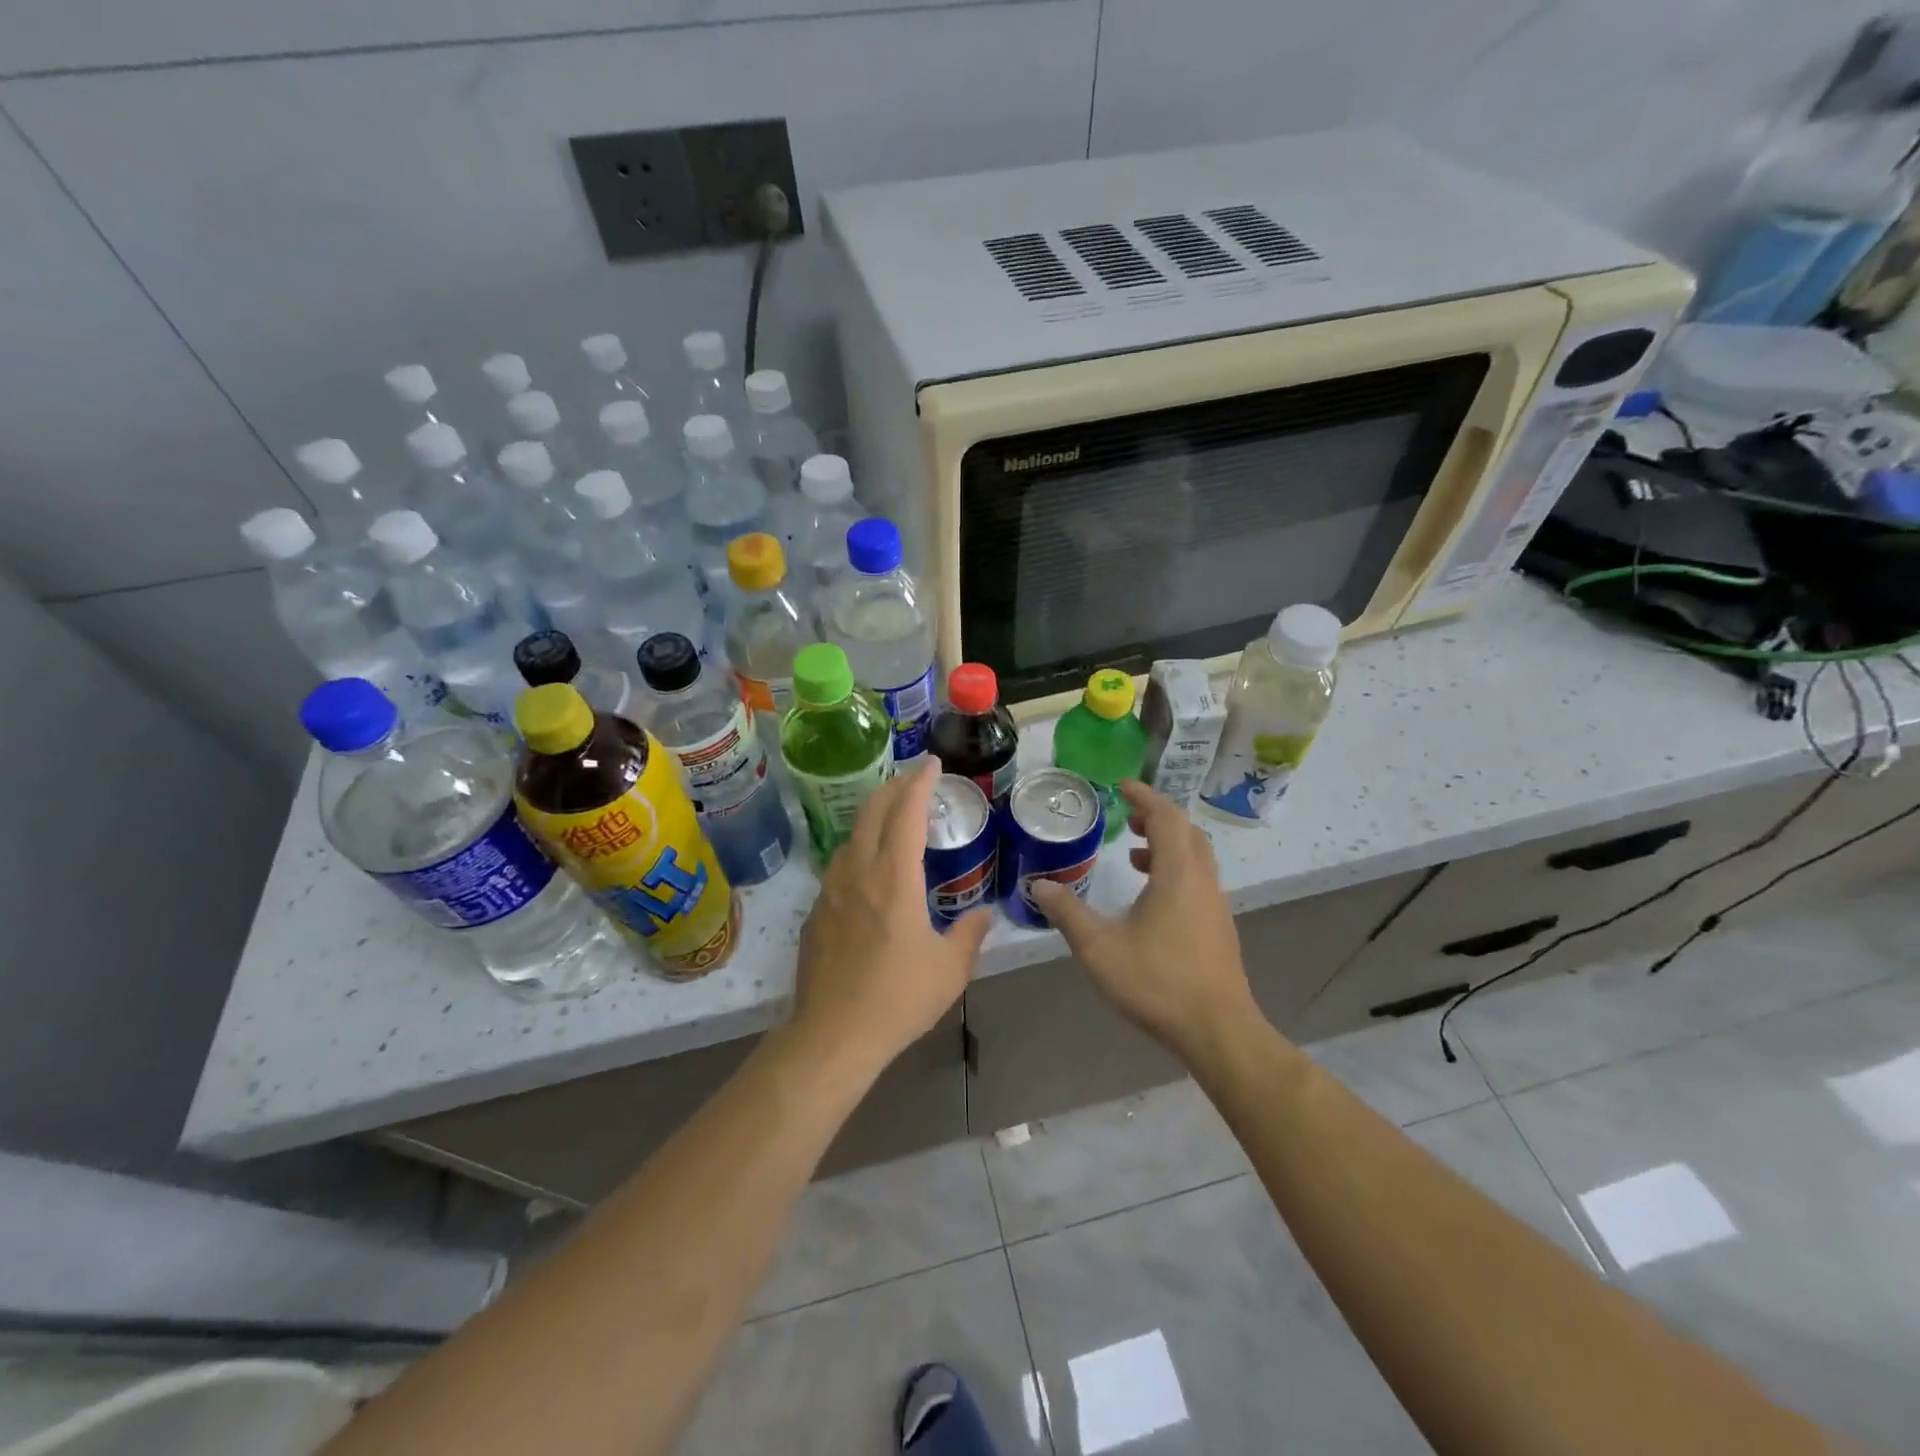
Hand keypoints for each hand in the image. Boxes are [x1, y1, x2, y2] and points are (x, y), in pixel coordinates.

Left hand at [791, 760, 992, 1071]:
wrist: (833, 1034)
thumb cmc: (898, 999)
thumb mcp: (950, 969)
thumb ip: (970, 934)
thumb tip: (984, 913)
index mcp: (895, 878)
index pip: (907, 813)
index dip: (920, 783)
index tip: (931, 764)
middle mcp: (859, 872)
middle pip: (872, 812)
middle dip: (893, 788)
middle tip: (913, 780)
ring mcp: (831, 891)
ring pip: (851, 836)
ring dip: (873, 817)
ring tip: (893, 819)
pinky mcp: (816, 912)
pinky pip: (839, 865)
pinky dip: (859, 849)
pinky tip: (869, 868)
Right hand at [1031, 779, 1255, 1061]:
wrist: (1217, 1031)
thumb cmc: (1157, 982)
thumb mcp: (1100, 948)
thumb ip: (1069, 913)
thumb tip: (1041, 885)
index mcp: (1177, 874)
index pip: (1166, 817)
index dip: (1145, 797)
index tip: (1123, 786)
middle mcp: (1202, 881)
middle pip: (1187, 832)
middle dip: (1159, 818)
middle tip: (1130, 818)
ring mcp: (1215, 906)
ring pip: (1196, 858)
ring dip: (1168, 846)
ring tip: (1135, 856)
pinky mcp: (1218, 929)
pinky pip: (1198, 881)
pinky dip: (1176, 871)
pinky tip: (1152, 900)